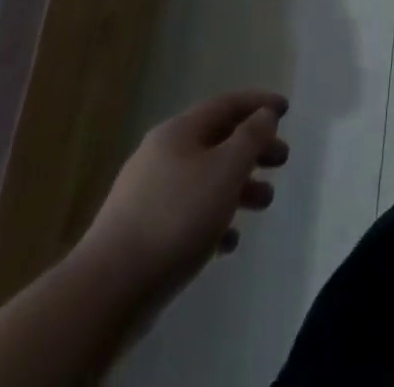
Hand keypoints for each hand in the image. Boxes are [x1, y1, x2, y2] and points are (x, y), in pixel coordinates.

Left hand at [75, 90, 289, 301]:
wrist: (107, 291)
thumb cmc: (176, 217)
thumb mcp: (226, 169)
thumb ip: (252, 137)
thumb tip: (265, 115)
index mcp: (179, 132)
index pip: (227, 104)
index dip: (259, 103)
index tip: (286, 109)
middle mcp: (161, 155)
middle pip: (217, 141)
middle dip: (253, 149)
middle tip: (282, 160)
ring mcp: (147, 195)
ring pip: (204, 179)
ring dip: (238, 186)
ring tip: (264, 203)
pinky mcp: (140, 233)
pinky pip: (187, 214)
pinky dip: (213, 219)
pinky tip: (228, 241)